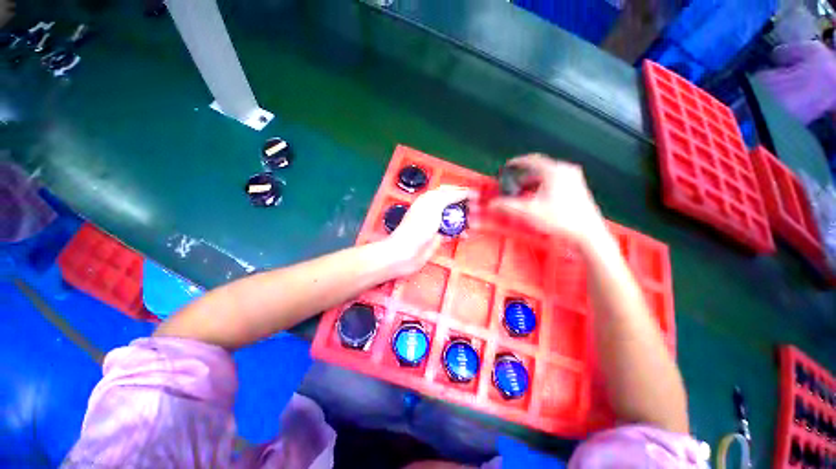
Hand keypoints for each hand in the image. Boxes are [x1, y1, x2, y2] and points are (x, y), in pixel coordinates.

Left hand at [382, 185, 475, 275]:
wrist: (406, 253)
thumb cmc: (417, 228)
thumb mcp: (434, 206)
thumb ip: (448, 196)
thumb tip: (462, 192)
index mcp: (429, 199)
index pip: (448, 190)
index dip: (461, 191)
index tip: (475, 195)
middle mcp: (432, 210)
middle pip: (452, 205)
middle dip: (465, 206)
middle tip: (477, 210)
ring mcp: (434, 225)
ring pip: (453, 219)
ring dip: (464, 220)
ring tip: (475, 223)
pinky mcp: (437, 238)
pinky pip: (451, 233)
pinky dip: (460, 233)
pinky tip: (466, 235)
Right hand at [490, 154, 607, 248]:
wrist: (587, 233)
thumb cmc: (558, 219)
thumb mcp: (528, 211)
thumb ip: (507, 206)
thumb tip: (491, 204)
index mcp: (554, 171)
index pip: (531, 160)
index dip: (516, 163)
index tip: (507, 166)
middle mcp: (565, 170)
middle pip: (538, 167)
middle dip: (523, 175)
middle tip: (512, 183)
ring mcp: (573, 178)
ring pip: (546, 175)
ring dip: (532, 182)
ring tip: (522, 193)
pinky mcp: (577, 186)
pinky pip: (554, 180)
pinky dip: (542, 186)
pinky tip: (536, 198)